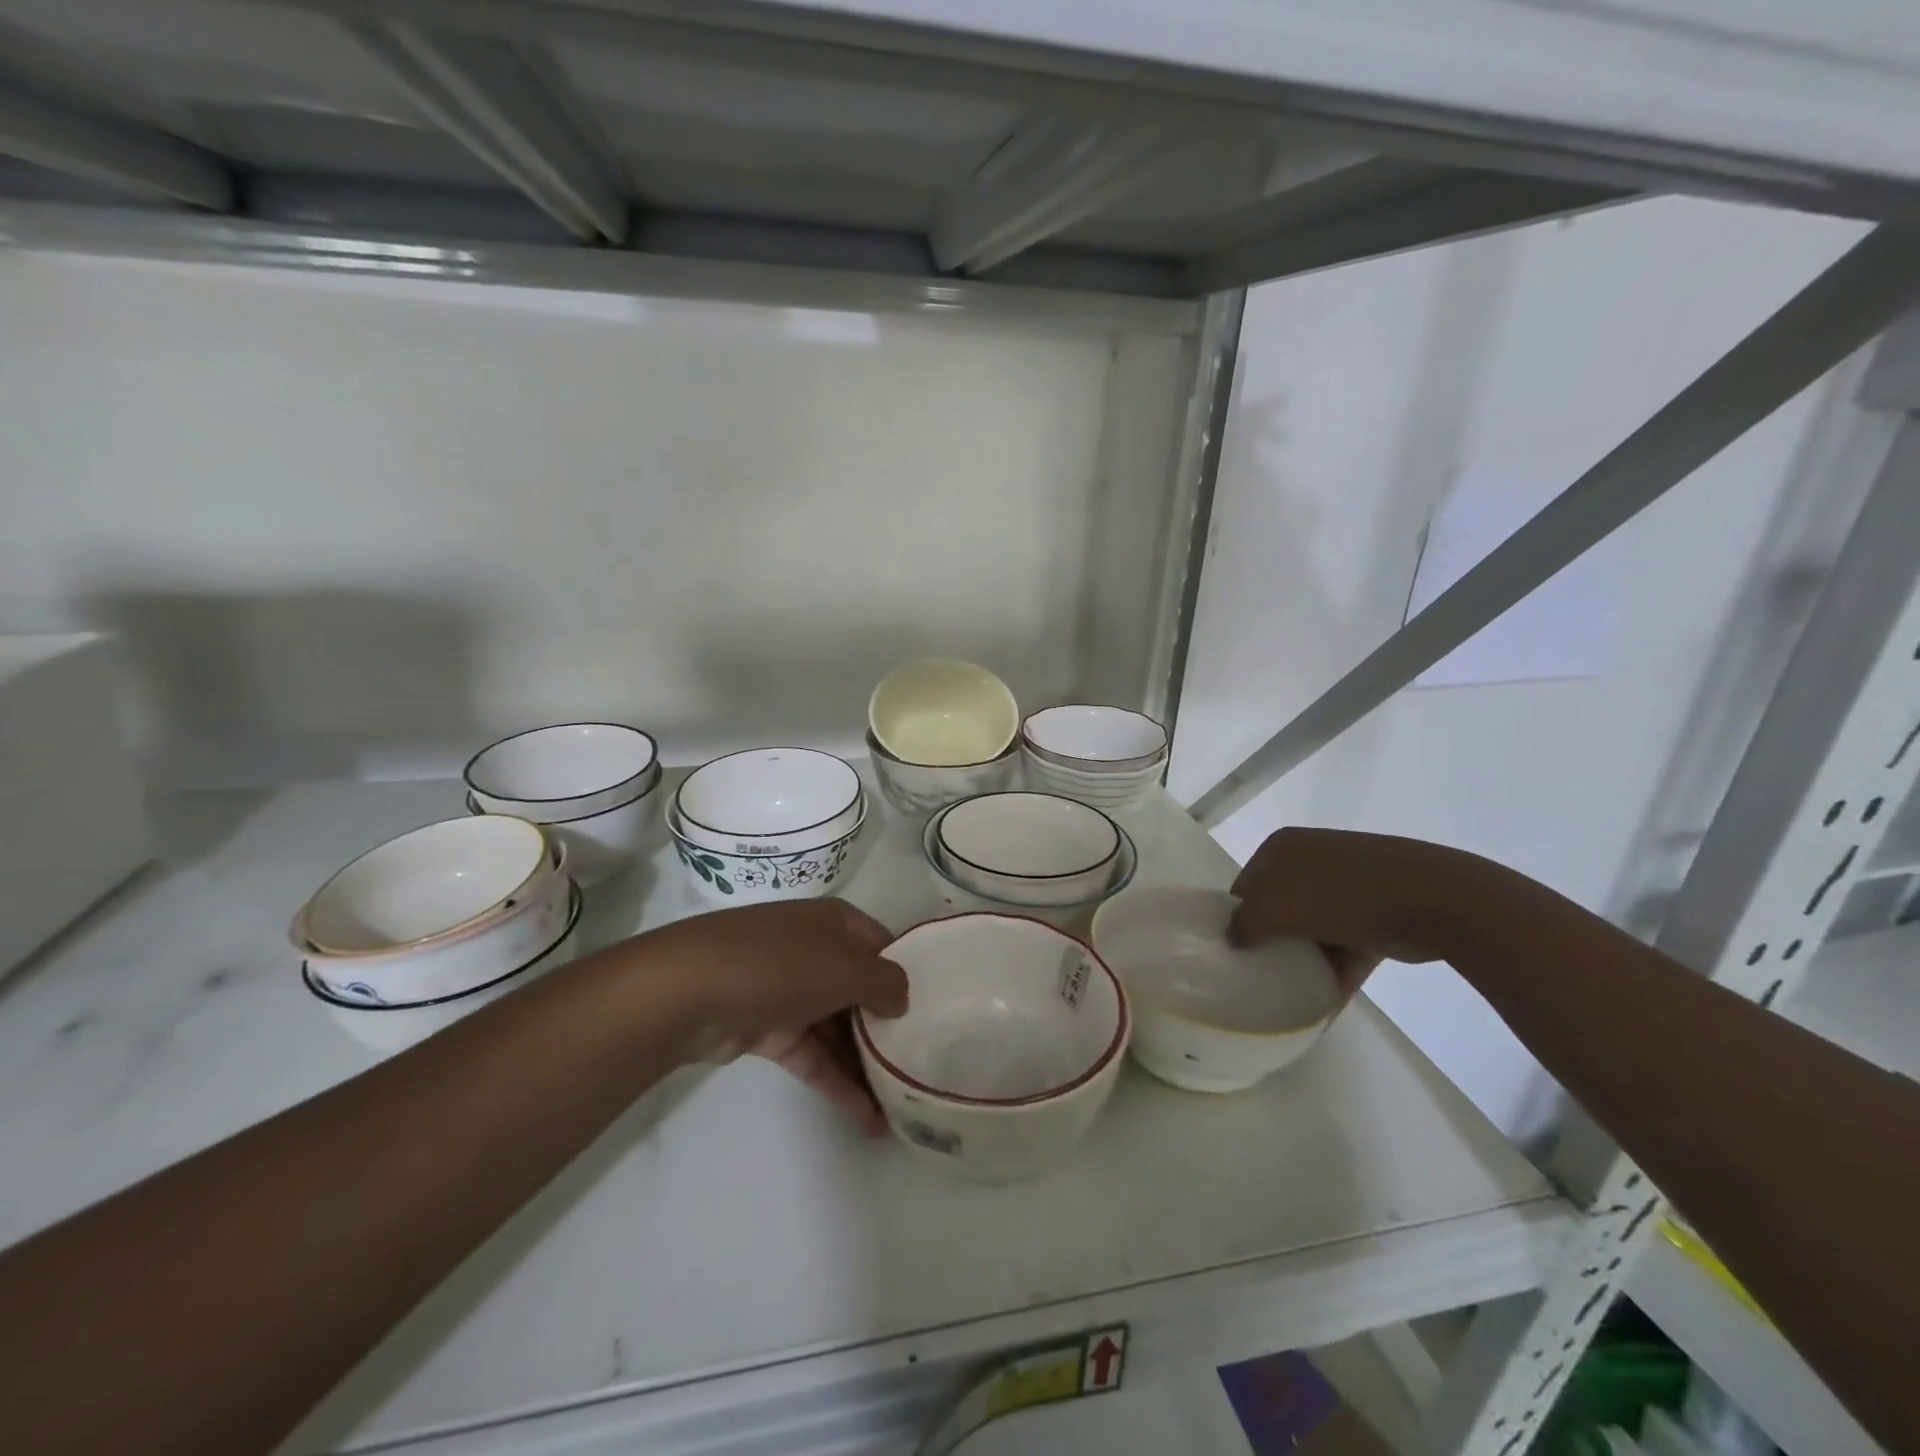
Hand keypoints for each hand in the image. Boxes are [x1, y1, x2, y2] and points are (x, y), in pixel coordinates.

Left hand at [639, 899, 907, 1134]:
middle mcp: (815, 950)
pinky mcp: (768, 1028)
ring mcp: (789, 990)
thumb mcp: (846, 967)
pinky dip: (838, 1082)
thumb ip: (886, 983)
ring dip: (866, 1064)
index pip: (883, 947)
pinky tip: (868, 1119)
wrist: (688, 991)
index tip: (935, 1014)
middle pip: (861, 990)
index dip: (907, 977)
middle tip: (923, 1066)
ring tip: (902, 1105)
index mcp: (836, 923)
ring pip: (838, 1027)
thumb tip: (902, 999)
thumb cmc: (780, 965)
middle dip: (889, 1028)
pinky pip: (813, 1055)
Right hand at [1228, 827, 1476, 994]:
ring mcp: (1348, 883)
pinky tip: (1323, 1003)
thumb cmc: (1342, 894)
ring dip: (1303, 958)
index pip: (1246, 885)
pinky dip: (1335, 970)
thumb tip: (1233, 938)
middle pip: (1278, 906)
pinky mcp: (1378, 911)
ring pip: (1313, 927)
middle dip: (1270, 939)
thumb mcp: (1277, 908)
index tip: (1235, 953)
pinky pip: (1346, 944)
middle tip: (1260, 973)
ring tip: (1289, 991)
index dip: (1237, 918)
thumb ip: (1244, 924)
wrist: (1434, 900)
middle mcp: (1312, 858)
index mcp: (1283, 847)